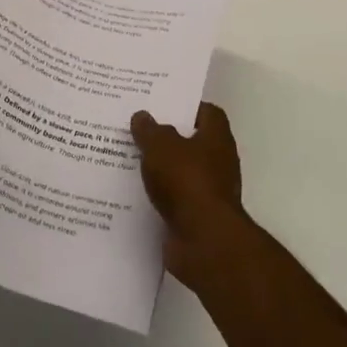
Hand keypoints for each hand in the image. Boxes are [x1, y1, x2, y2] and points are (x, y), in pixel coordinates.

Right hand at [132, 103, 250, 285]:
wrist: (204, 242)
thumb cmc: (187, 182)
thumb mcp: (161, 146)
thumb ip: (150, 130)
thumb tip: (143, 116)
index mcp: (216, 138)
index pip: (208, 113)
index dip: (186, 106)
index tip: (160, 105)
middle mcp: (218, 162)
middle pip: (192, 142)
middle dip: (167, 137)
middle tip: (137, 129)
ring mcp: (209, 192)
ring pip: (180, 171)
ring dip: (160, 168)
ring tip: (128, 158)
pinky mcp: (196, 217)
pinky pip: (174, 199)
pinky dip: (158, 195)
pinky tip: (134, 191)